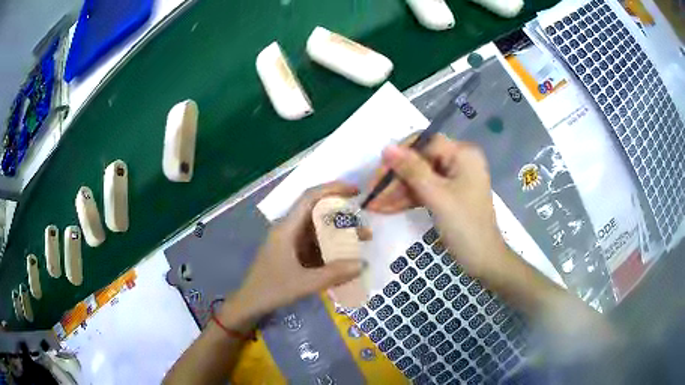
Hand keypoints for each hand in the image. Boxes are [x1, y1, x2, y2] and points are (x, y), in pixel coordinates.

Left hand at [219, 182, 368, 328]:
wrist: (250, 304)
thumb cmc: (272, 290)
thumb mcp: (304, 283)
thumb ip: (334, 274)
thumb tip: (363, 264)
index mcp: (287, 229)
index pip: (310, 198)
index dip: (333, 189)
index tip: (356, 192)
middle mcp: (289, 230)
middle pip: (318, 214)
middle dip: (343, 217)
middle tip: (365, 228)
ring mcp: (290, 242)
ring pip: (318, 231)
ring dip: (339, 235)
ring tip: (361, 243)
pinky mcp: (293, 254)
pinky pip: (315, 245)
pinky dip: (331, 249)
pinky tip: (345, 259)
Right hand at [367, 134, 506, 277]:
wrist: (483, 260)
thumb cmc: (465, 226)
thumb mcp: (437, 196)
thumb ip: (412, 170)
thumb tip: (386, 147)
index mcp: (462, 154)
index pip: (424, 143)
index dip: (399, 155)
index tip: (379, 173)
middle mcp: (459, 161)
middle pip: (420, 161)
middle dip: (395, 178)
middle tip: (372, 194)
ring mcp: (454, 179)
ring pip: (419, 178)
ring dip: (397, 191)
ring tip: (373, 205)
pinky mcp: (449, 195)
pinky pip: (425, 191)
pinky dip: (407, 199)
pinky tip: (386, 208)